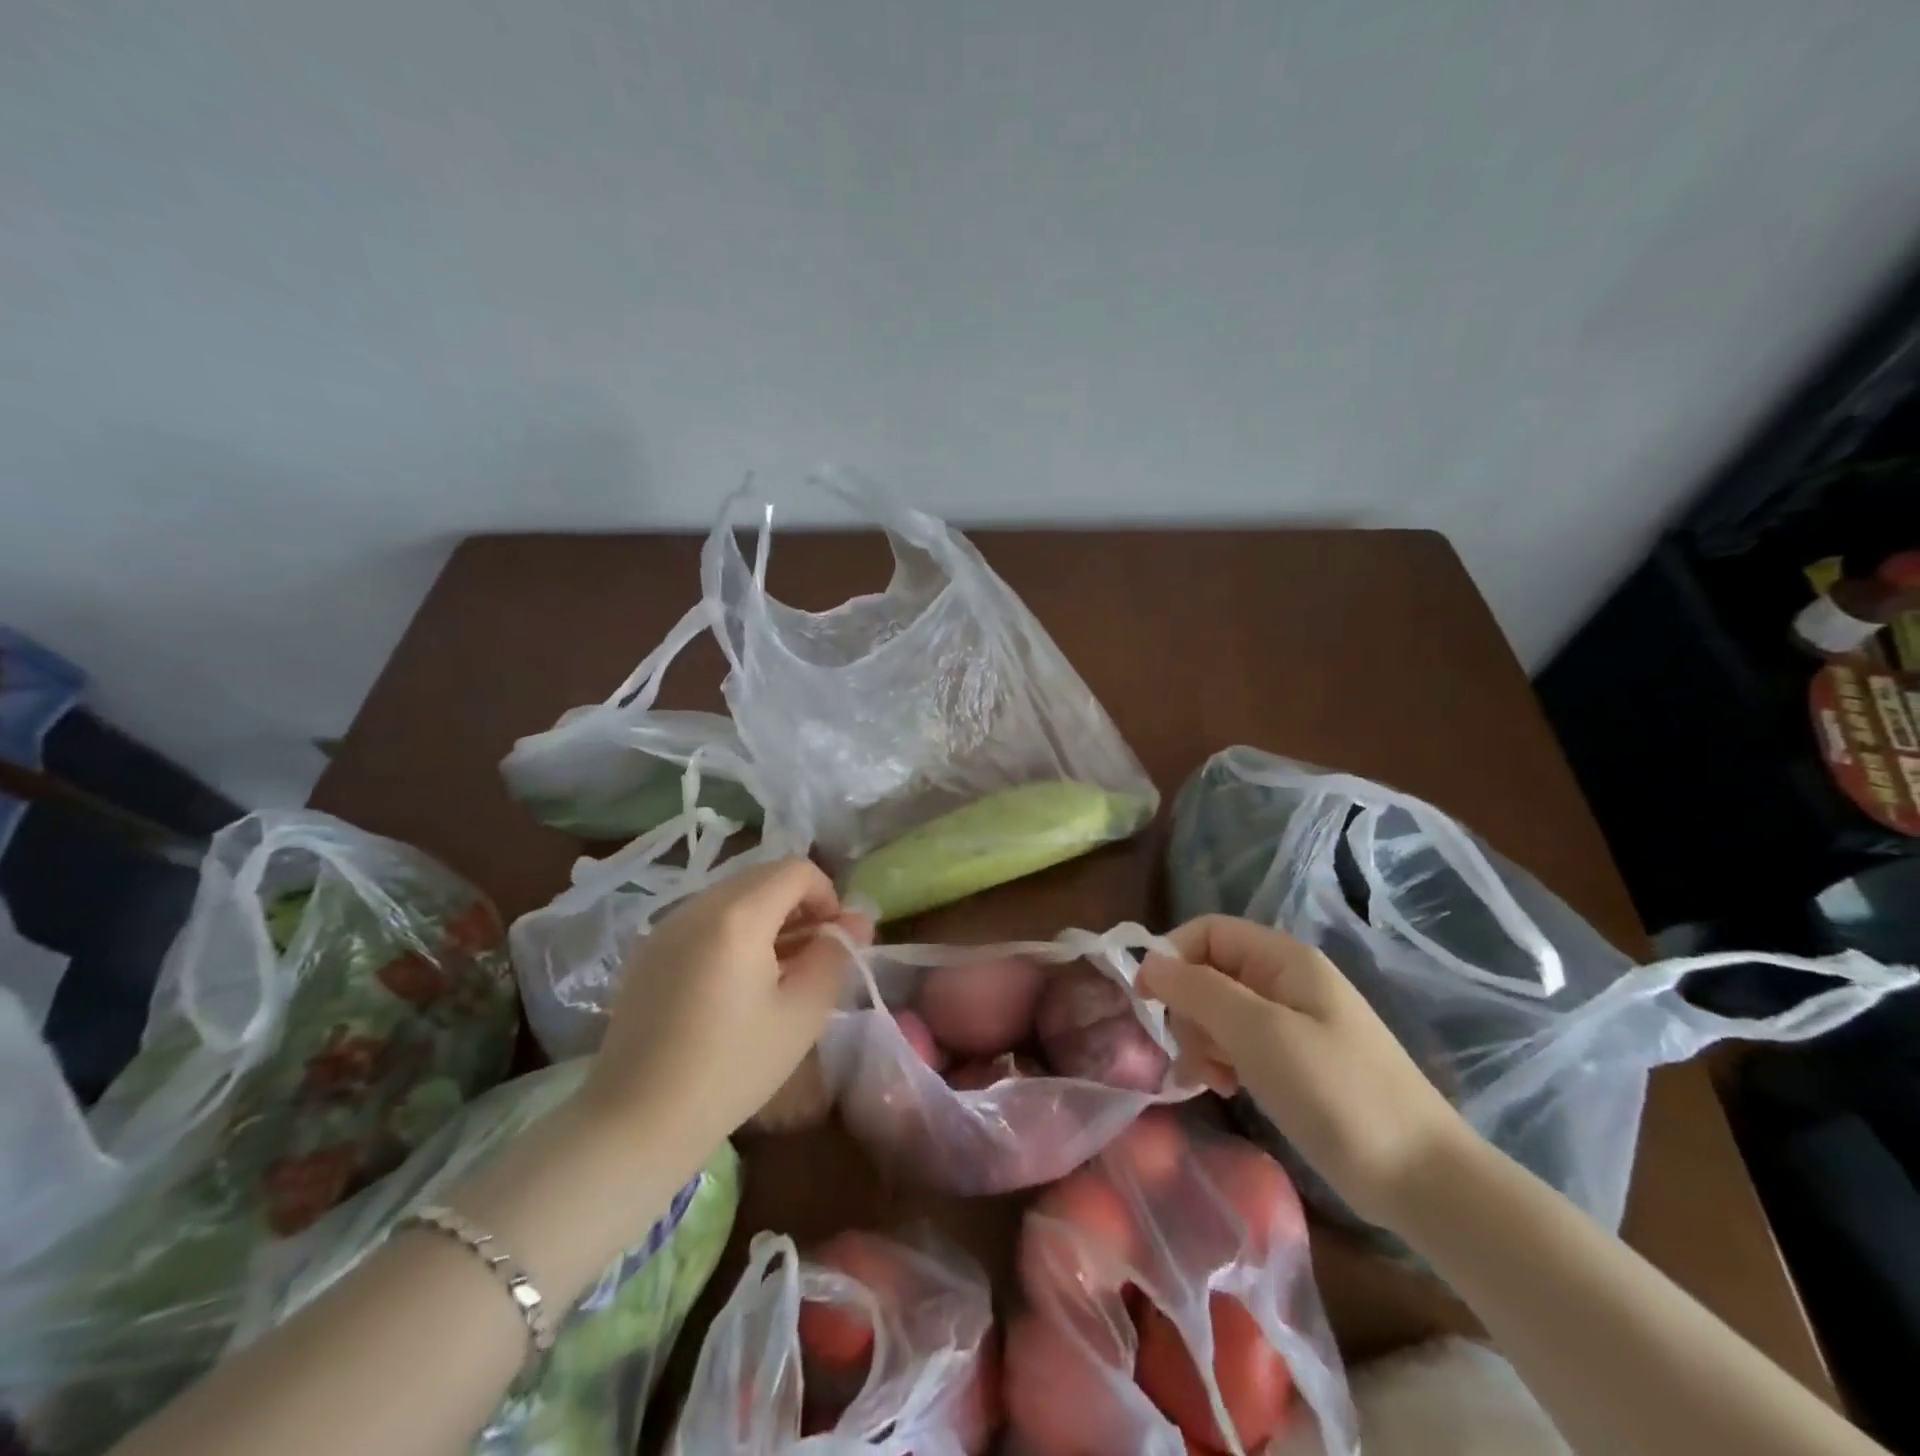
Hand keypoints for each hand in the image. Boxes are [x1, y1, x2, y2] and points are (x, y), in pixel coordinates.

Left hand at [580, 856, 872, 1154]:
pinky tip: (736, 982)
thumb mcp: (802, 1014)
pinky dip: (733, 932)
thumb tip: (855, 922)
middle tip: (813, 956)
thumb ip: (834, 956)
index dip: (827, 895)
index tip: (834, 939)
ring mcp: (666, 926)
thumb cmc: (731, 1069)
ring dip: (767, 917)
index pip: (796, 870)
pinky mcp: (648, 950)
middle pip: (764, 877)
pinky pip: (705, 919)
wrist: (636, 1121)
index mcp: (738, 916)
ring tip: (777, 971)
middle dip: (799, 906)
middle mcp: (697, 905)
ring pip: (733, 896)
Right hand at [1140, 915, 1468, 1226]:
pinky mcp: (1295, 1060)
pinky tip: (1225, 1088)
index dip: (1172, 956)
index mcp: (1283, 959)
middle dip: (1188, 1008)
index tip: (1145, 999)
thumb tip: (1148, 962)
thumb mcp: (1259, 1033)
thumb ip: (1198, 990)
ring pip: (1220, 1010)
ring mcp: (1292, 1022)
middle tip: (1190, 1053)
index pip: (1208, 931)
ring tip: (1210, 1080)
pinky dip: (1222, 1060)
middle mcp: (1286, 981)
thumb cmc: (1337, 1092)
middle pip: (1210, 971)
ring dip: (1202, 1039)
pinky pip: (1240, 1042)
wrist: (1423, 1180)